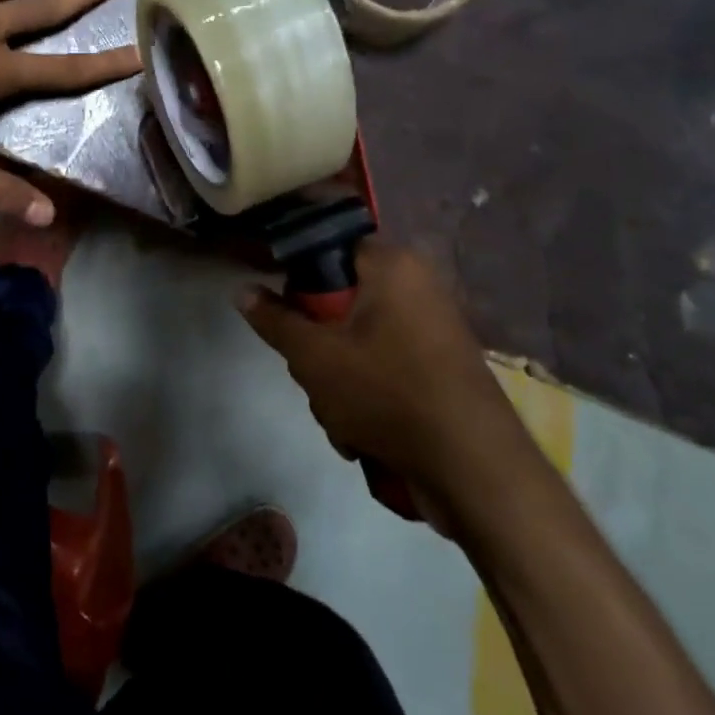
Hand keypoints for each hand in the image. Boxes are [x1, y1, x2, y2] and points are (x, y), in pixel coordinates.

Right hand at [237, 240, 525, 499]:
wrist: (473, 466)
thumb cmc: (386, 392)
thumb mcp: (313, 356)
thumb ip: (274, 320)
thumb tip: (241, 289)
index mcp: (392, 265)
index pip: (329, 248)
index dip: (298, 279)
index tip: (284, 315)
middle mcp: (418, 286)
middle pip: (340, 300)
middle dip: (317, 344)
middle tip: (311, 374)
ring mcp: (433, 329)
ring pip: (357, 340)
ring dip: (336, 379)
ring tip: (339, 417)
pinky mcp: (440, 367)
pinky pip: (384, 366)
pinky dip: (367, 395)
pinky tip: (361, 434)